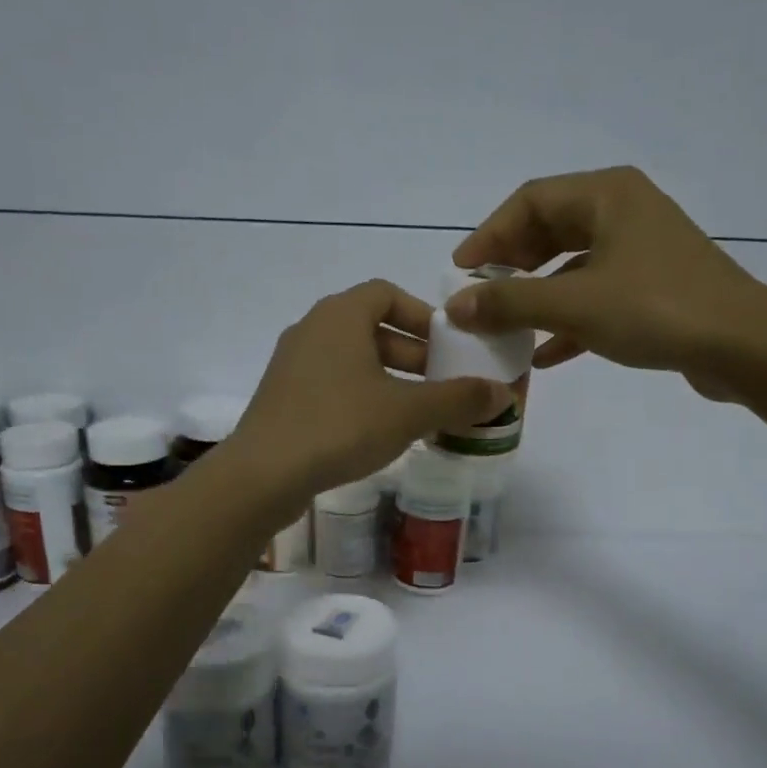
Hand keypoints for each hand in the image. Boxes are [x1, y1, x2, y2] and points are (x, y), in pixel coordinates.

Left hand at [231, 280, 510, 498]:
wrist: (263, 474)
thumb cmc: (340, 426)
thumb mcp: (408, 412)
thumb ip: (458, 399)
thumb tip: (503, 393)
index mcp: (340, 316)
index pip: (387, 293)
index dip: (422, 315)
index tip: (447, 345)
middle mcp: (312, 329)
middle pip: (371, 328)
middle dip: (412, 353)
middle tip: (441, 383)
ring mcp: (292, 365)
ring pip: (352, 360)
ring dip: (388, 378)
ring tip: (417, 412)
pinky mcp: (282, 398)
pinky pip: (331, 384)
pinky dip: (361, 396)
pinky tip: (378, 432)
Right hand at [448, 166, 766, 400]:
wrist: (742, 345)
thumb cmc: (655, 309)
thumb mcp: (574, 304)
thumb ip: (510, 303)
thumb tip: (455, 306)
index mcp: (606, 195)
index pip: (530, 201)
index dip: (490, 235)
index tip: (462, 272)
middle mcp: (624, 212)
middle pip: (551, 230)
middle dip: (512, 266)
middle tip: (482, 298)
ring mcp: (642, 250)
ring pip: (572, 266)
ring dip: (537, 297)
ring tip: (506, 327)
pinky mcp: (654, 287)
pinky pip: (596, 296)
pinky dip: (568, 320)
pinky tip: (544, 356)